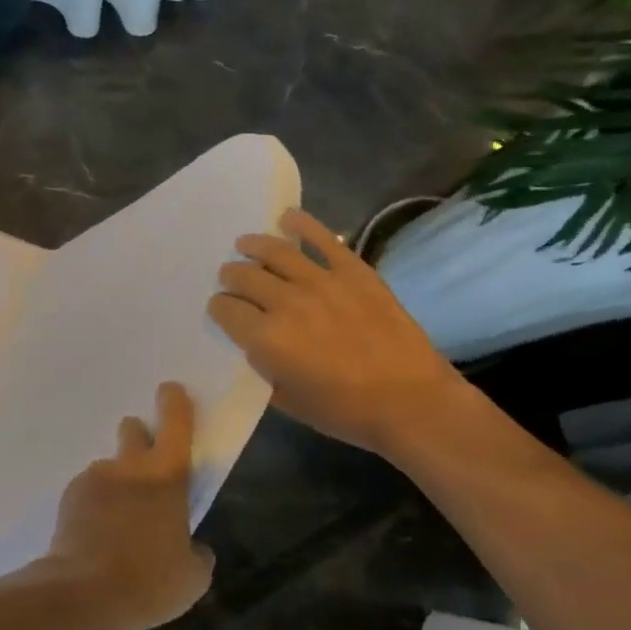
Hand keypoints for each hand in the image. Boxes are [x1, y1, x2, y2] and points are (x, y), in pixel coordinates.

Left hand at [31, 382, 212, 629]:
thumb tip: (193, 547)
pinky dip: (95, 503)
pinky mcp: (69, 496)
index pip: (175, 425)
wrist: (81, 594)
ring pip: (110, 466)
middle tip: (146, 466)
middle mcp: (129, 467)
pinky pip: (88, 489)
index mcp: (167, 478)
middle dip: (140, 437)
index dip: (175, 403)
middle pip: (132, 429)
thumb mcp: (193, 578)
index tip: (171, 389)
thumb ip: (198, 553)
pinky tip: (96, 534)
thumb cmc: (148, 582)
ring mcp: (94, 478)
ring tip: (118, 520)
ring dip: (116, 481)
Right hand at [207, 207, 466, 454]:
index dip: (219, 309)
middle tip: (231, 278)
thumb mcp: (288, 401)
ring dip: (252, 245)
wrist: (411, 402)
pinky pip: (322, 238)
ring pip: (275, 251)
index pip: (225, 310)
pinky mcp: (354, 271)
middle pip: (244, 276)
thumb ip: (263, 368)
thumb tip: (254, 344)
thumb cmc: (345, 411)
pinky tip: (287, 217)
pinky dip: (302, 224)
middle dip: (231, 277)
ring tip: (244, 244)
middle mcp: (286, 302)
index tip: (222, 310)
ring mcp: (322, 281)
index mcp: (266, 338)